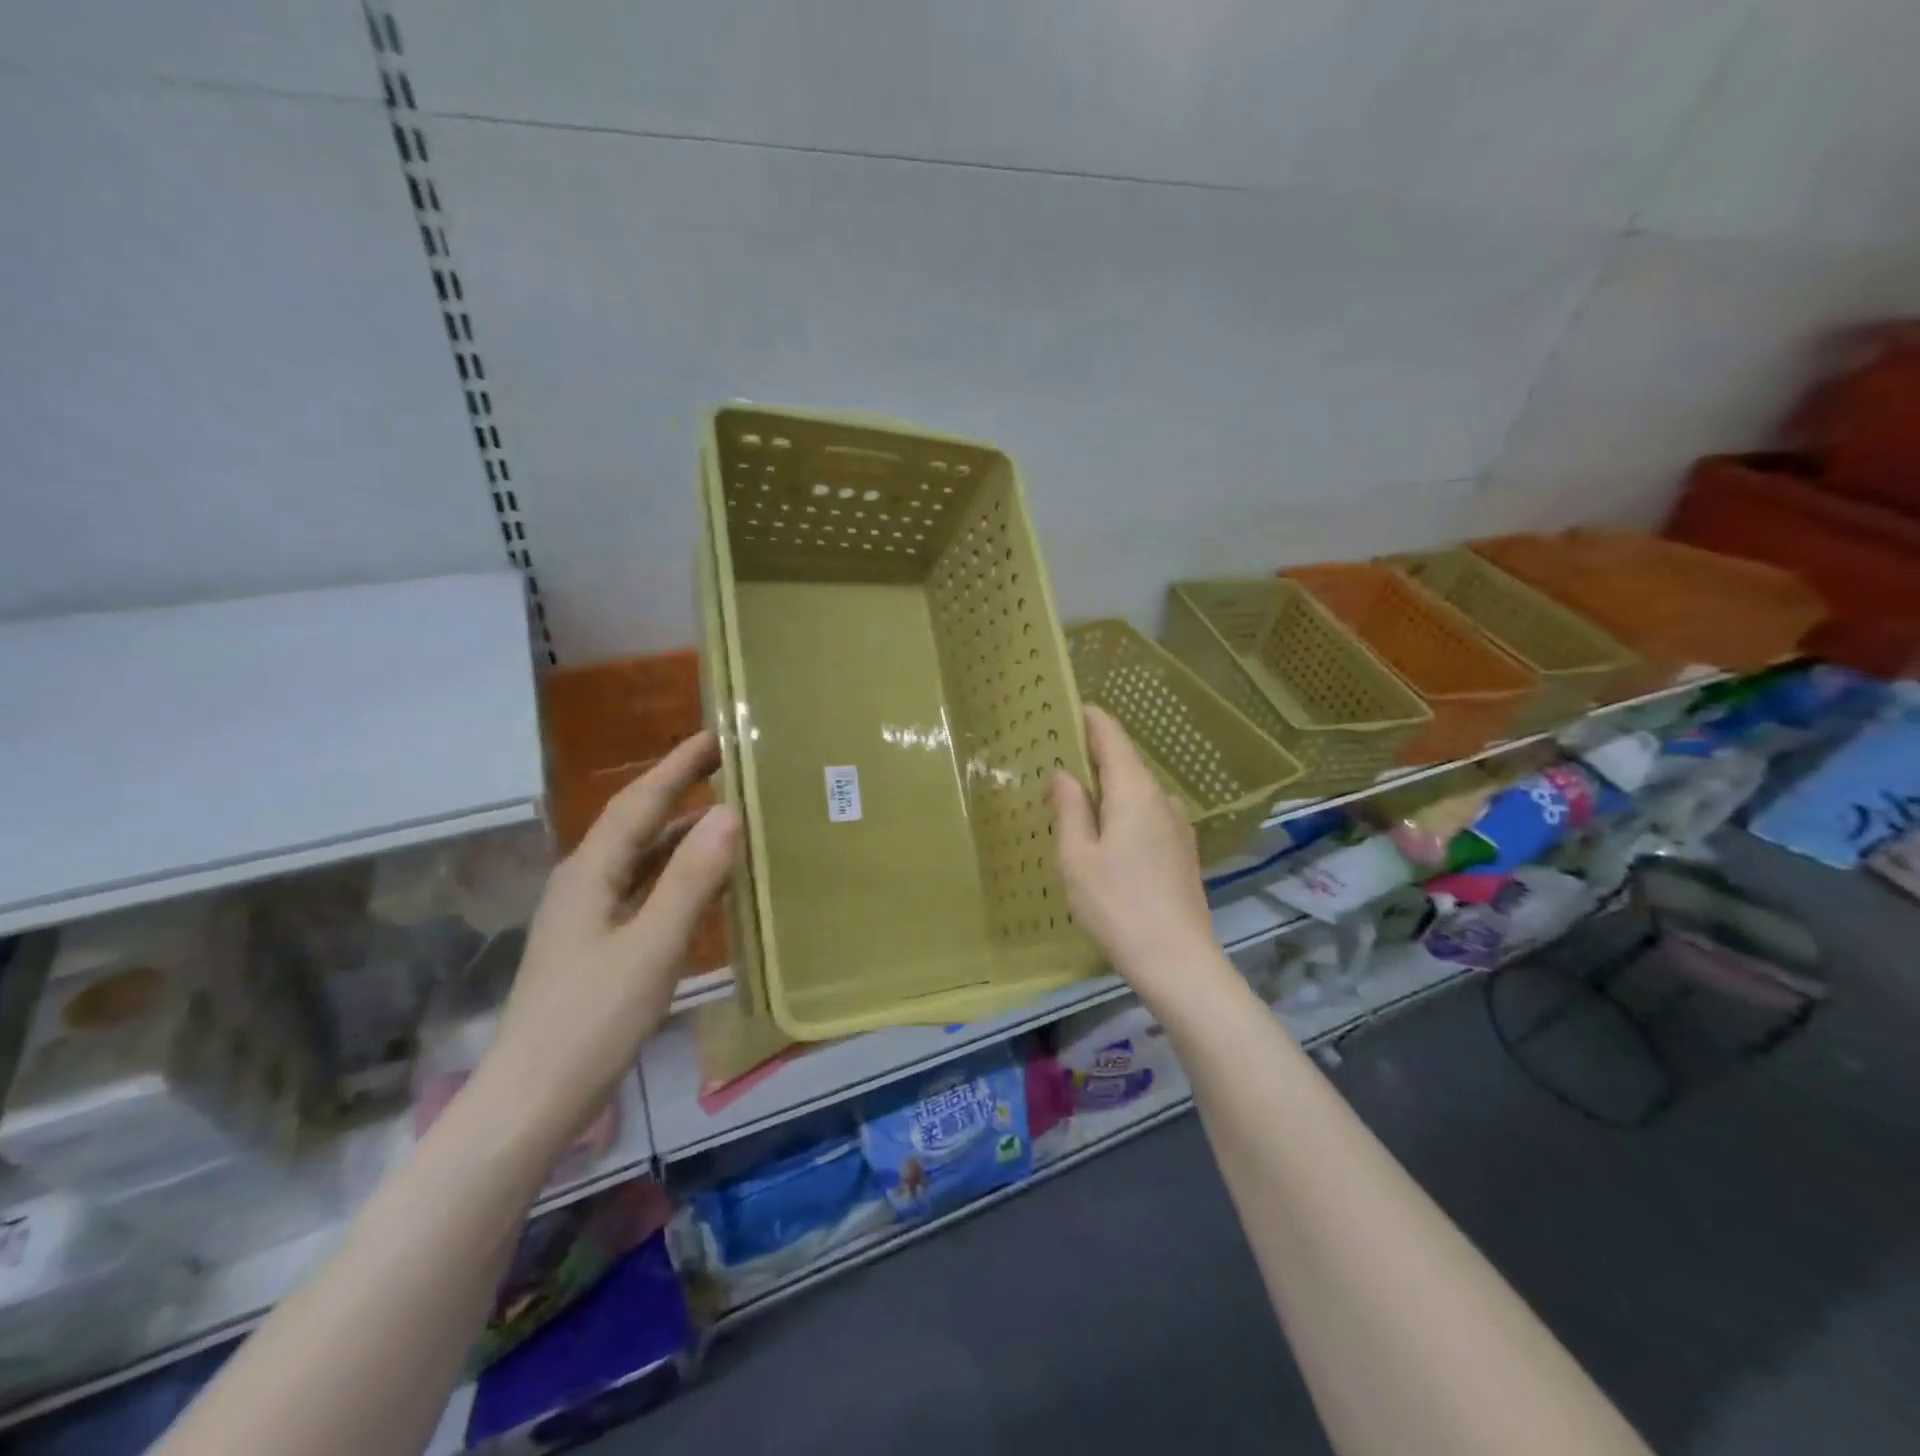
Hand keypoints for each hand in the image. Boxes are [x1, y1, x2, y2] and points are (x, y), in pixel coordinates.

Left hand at [483, 732, 738, 1142]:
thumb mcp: (652, 946)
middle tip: (727, 764)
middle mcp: (584, 882)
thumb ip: (691, 879)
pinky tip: (702, 879)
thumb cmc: (593, 1020)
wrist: (532, 1099)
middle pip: (635, 822)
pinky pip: (642, 887)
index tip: (716, 736)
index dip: (677, 767)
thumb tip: (730, 814)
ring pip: (639, 856)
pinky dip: (674, 870)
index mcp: (590, 873)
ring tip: (724, 812)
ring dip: (678, 829)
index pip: (638, 803)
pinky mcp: (597, 943)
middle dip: (678, 789)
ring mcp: (588, 915)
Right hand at [1050, 706, 1217, 997]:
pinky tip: (1105, 832)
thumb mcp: (1077, 857)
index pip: (1112, 737)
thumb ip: (1070, 809)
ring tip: (1075, 795)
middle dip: (1094, 753)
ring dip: (1108, 785)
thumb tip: (1064, 774)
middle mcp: (1162, 799)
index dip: (1090, 719)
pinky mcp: (1182, 851)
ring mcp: (1178, 825)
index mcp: (1134, 791)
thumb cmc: (1116, 904)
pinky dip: (1123, 809)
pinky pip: (1147, 814)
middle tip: (1058, 754)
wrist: (1177, 960)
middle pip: (1126, 761)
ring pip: (1137, 790)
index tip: (1067, 708)